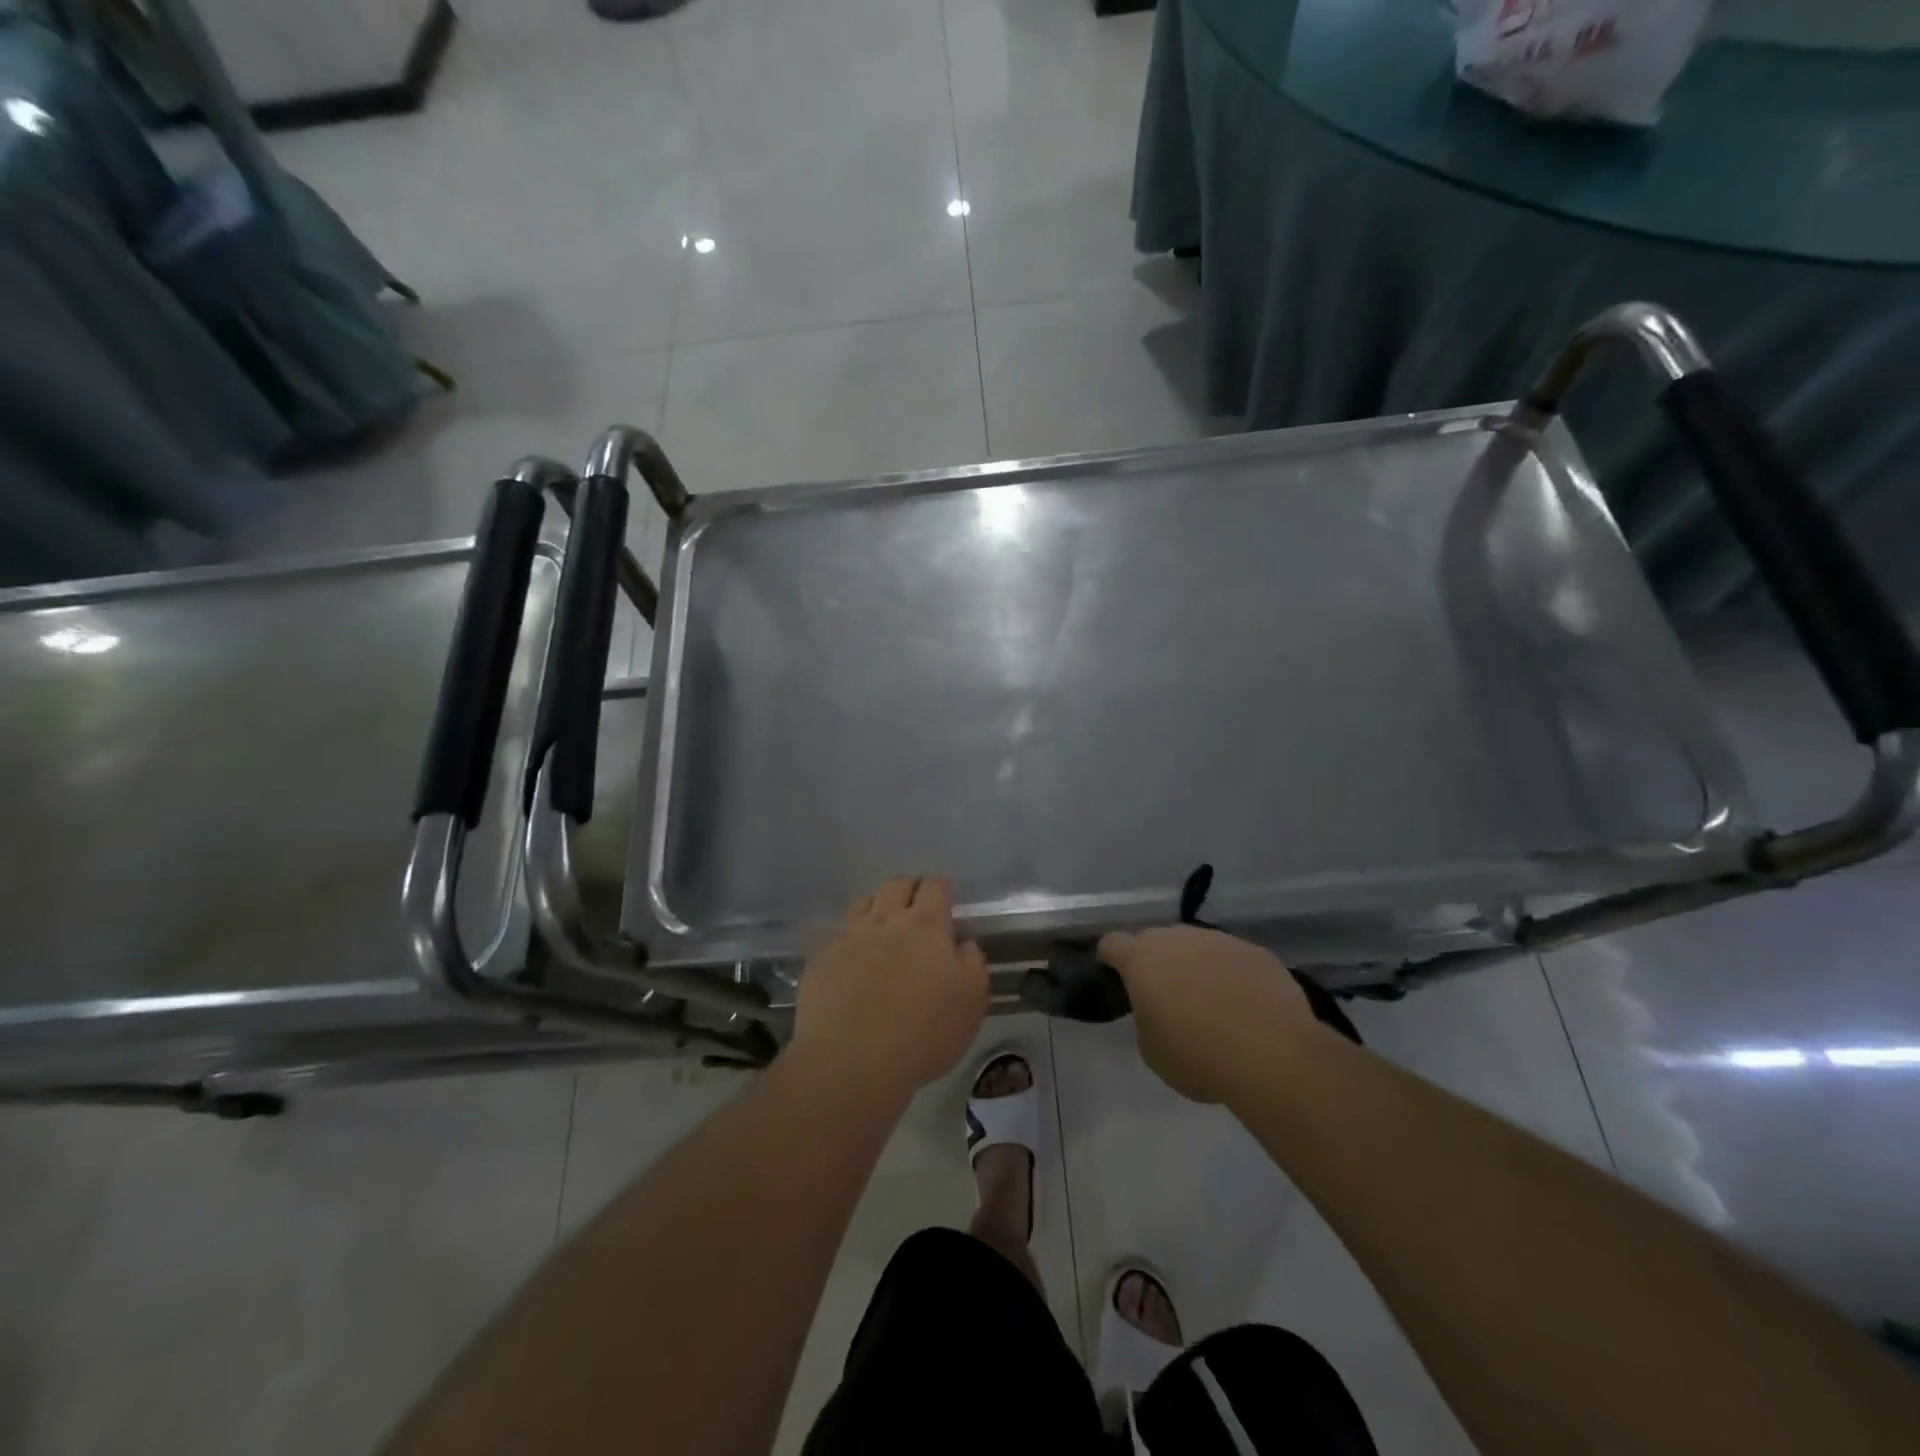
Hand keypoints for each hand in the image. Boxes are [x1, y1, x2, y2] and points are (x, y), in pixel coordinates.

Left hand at [791, 876, 988, 1102]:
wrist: (852, 1061)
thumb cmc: (923, 1034)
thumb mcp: (971, 1002)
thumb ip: (972, 963)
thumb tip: (963, 942)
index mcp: (926, 926)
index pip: (935, 886)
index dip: (941, 887)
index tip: (946, 899)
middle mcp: (886, 920)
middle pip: (897, 884)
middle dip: (909, 888)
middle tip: (916, 906)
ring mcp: (849, 936)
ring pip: (863, 902)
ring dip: (876, 906)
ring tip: (882, 925)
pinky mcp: (821, 957)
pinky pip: (836, 933)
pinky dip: (848, 937)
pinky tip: (850, 955)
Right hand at [1097, 926, 1312, 1103]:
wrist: (1273, 1055)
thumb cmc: (1198, 1056)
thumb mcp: (1152, 1050)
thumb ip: (1145, 1018)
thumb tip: (1158, 1009)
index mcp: (1141, 958)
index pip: (1111, 943)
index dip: (1110, 959)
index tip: (1117, 979)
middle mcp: (1177, 938)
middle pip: (1155, 940)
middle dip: (1156, 962)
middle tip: (1166, 997)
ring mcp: (1218, 940)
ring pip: (1195, 946)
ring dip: (1194, 966)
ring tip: (1210, 1003)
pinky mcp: (1255, 951)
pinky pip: (1231, 958)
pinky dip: (1230, 975)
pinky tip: (1244, 1006)